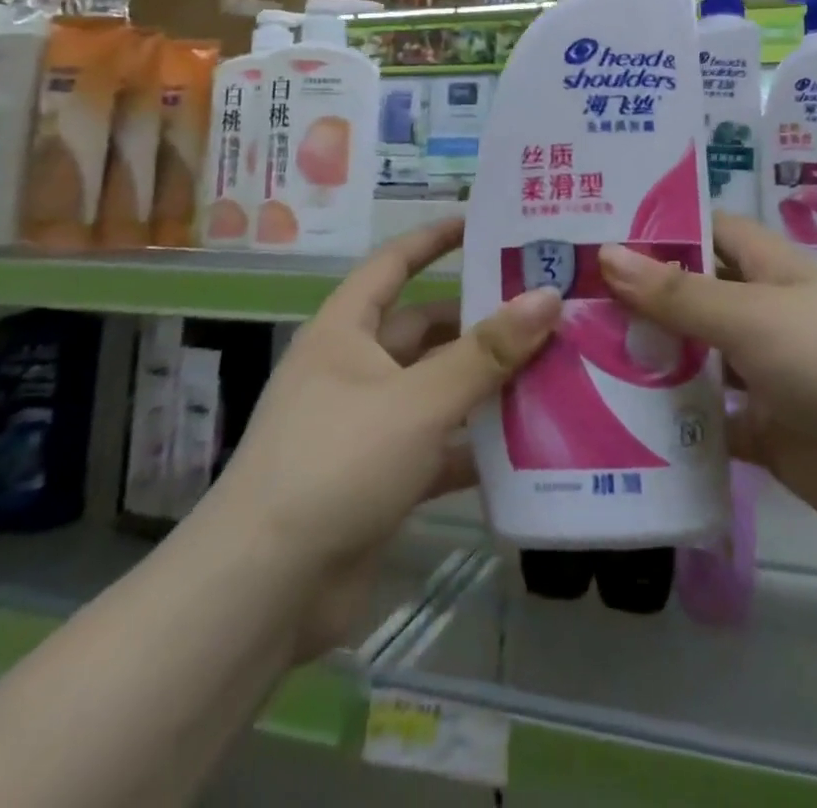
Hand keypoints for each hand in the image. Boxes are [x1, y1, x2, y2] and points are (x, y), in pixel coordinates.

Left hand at [221, 216, 558, 652]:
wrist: (263, 593)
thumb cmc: (336, 464)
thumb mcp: (419, 400)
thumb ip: (487, 352)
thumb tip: (548, 297)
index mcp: (345, 333)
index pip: (392, 264)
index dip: (434, 239)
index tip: (483, 223)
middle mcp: (354, 370)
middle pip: (425, 330)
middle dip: (479, 321)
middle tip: (545, 309)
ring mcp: (366, 427)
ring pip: (437, 390)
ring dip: (485, 384)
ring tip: (553, 369)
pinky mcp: (380, 480)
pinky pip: (439, 447)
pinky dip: (476, 445)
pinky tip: (529, 446)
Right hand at [599, 214, 816, 551]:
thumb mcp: (752, 316)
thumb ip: (679, 294)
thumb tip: (607, 255)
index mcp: (773, 272)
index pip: (713, 233)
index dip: (665, 228)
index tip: (602, 233)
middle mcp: (768, 317)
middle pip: (697, 299)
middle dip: (644, 301)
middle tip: (571, 304)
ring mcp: (769, 377)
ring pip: (700, 363)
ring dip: (654, 364)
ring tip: (580, 362)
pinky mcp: (769, 434)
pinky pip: (712, 425)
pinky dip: (676, 427)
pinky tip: (621, 428)